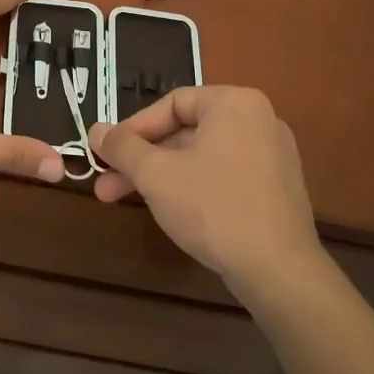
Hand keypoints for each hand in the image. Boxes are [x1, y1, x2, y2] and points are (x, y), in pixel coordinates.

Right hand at [88, 87, 321, 294]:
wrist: (278, 271)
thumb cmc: (213, 207)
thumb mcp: (156, 174)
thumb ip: (122, 147)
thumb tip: (96, 130)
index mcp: (235, 103)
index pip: (171, 103)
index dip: (133, 128)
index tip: (107, 153)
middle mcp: (259, 120)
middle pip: (185, 132)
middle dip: (141, 160)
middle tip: (106, 184)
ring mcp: (272, 156)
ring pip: (201, 156)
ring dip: (161, 176)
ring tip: (127, 200)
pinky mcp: (276, 189)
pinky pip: (223, 174)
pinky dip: (192, 186)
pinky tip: (170, 211)